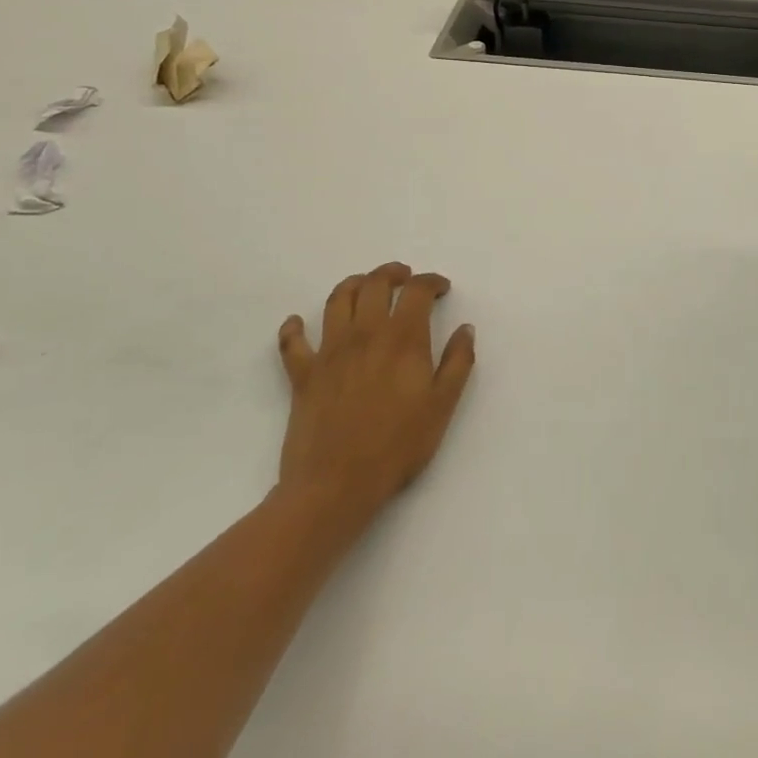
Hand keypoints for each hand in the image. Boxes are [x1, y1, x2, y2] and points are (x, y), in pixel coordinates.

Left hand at [275, 263, 475, 528]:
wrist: (336, 484)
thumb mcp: (442, 405)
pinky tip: (298, 323)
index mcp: (403, 339)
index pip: (417, 291)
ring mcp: (329, 351)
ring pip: (337, 300)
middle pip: (375, 284)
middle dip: (393, 273)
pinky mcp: (303, 374)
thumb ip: (457, 362)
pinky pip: (292, 342)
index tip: (441, 288)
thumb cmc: (398, 445)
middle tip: (404, 278)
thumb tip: (465, 328)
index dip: (431, 282)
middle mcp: (365, 334)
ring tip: (366, 287)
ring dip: (353, 284)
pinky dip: (294, 327)